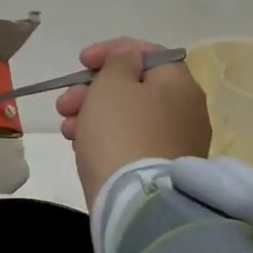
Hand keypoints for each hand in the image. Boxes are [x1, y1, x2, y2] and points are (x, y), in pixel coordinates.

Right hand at [55, 38, 211, 208]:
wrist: (137, 202)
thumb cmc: (120, 132)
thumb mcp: (112, 84)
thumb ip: (118, 60)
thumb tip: (129, 57)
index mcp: (179, 83)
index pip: (146, 52)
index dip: (110, 51)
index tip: (81, 62)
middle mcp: (186, 109)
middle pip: (134, 86)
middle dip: (93, 89)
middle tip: (65, 103)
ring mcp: (178, 142)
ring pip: (128, 115)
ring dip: (93, 114)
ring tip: (67, 130)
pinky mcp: (163, 168)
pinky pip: (131, 141)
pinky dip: (105, 137)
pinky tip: (82, 147)